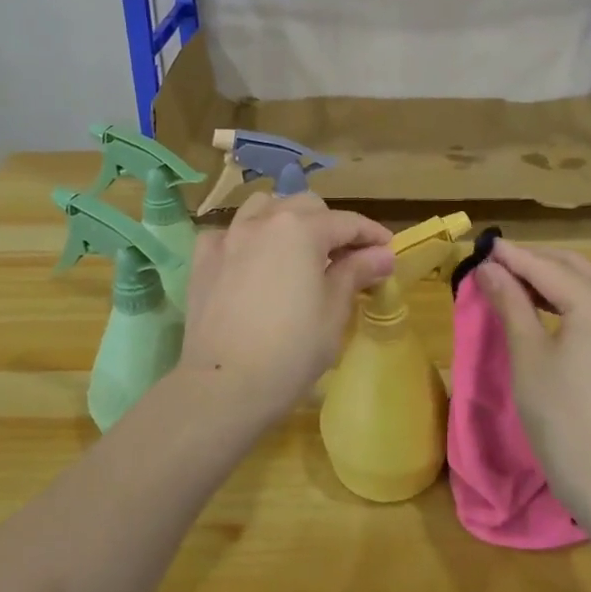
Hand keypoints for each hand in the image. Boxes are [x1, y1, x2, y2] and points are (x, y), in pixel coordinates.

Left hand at [176, 192, 393, 427]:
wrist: (223, 386)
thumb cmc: (291, 350)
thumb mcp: (334, 312)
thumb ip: (356, 272)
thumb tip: (382, 254)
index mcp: (302, 229)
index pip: (347, 222)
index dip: (371, 235)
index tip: (388, 250)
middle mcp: (263, 222)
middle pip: (305, 206)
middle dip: (330, 224)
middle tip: (345, 257)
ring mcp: (229, 237)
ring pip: (263, 207)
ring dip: (287, 220)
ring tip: (297, 249)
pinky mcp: (203, 260)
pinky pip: (229, 233)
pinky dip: (247, 239)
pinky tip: (252, 262)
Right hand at [472, 240, 590, 519]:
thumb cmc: (563, 417)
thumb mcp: (528, 355)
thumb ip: (510, 303)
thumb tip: (488, 268)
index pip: (546, 266)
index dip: (510, 256)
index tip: (479, 246)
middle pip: (571, 268)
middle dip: (532, 262)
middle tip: (491, 264)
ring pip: (585, 287)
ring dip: (548, 280)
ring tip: (508, 282)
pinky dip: (565, 301)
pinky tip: (538, 309)